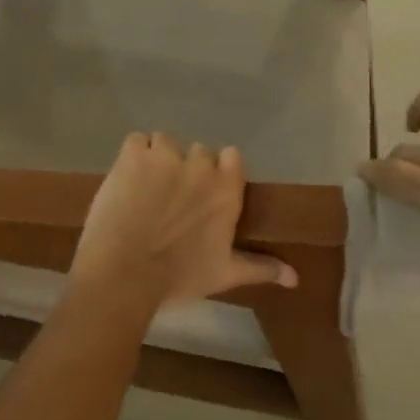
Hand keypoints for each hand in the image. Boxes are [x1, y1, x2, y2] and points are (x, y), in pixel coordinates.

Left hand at [67, 133, 296, 317]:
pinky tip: (125, 179)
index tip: (205, 190)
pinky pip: (136, 141)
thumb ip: (261, 268)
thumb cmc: (178, 276)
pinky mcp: (133, 154)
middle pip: (196, 152)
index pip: (232, 157)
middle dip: (185, 169)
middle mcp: (200, 165)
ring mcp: (165, 155)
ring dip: (157, 159)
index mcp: (227, 189)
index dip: (218, 170)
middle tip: (170, 197)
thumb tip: (295, 277)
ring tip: (144, 188)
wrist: (124, 271)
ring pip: (164, 143)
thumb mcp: (224, 274)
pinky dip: (132, 156)